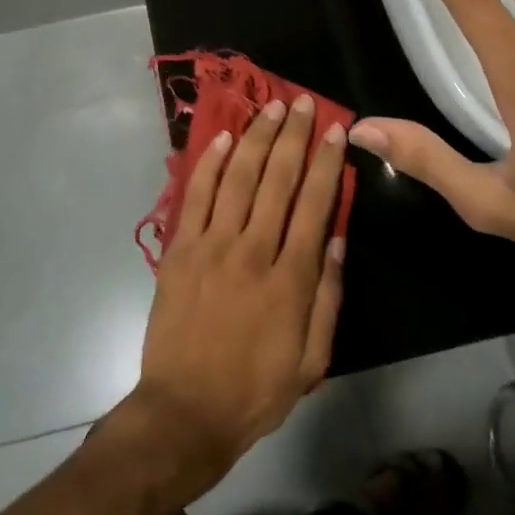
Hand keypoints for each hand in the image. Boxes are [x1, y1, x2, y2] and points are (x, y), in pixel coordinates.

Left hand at [123, 96, 347, 503]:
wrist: (185, 411)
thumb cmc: (255, 390)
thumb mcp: (311, 360)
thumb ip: (327, 298)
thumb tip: (335, 240)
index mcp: (290, 278)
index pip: (314, 204)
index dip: (325, 162)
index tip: (334, 129)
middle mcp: (252, 250)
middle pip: (277, 180)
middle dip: (293, 136)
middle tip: (302, 102)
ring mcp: (211, 246)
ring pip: (238, 178)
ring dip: (255, 138)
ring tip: (269, 108)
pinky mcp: (180, 250)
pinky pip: (196, 197)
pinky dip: (210, 164)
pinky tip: (224, 139)